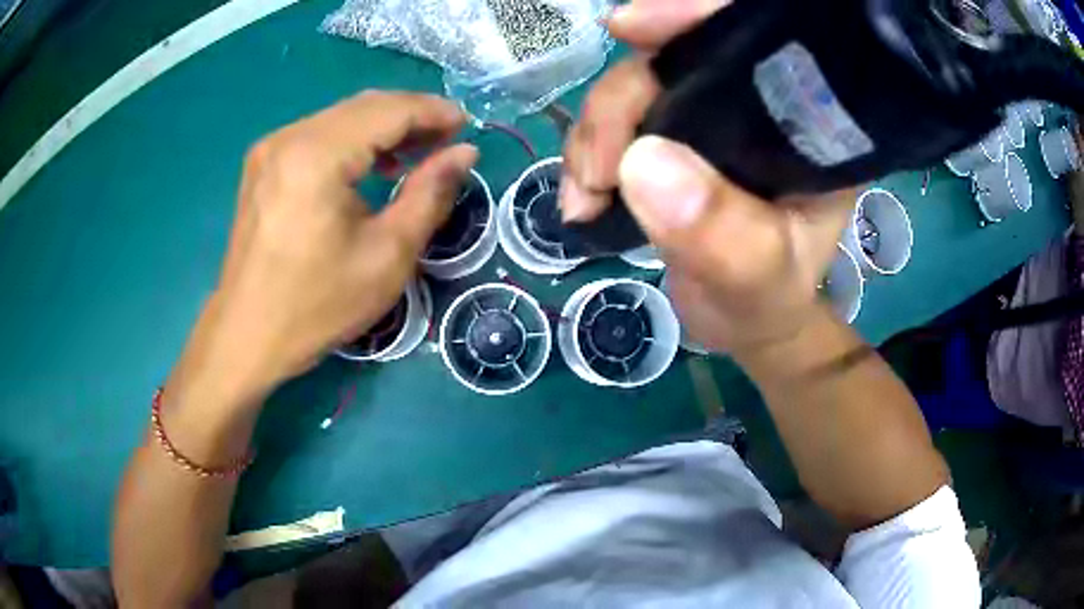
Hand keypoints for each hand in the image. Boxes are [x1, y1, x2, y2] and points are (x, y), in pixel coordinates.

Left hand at [179, 92, 476, 404]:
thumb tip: (465, 153)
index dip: (433, 112)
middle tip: (448, 141)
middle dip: (411, 116)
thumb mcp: (388, 255)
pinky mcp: (262, 165)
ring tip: (418, 152)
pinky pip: (318, 135)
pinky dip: (353, 141)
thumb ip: (431, 194)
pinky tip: (371, 165)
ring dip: (383, 128)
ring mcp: (270, 149)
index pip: (388, 110)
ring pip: (341, 117)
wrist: (247, 336)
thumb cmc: (317, 306)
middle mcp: (288, 137)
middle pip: (364, 106)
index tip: (467, 127)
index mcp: (317, 156)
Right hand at [561, 0, 854, 355]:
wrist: (743, 318)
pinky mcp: (671, 133)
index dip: (695, 15)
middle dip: (621, 102)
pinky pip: (616, 119)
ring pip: (635, 86)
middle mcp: (756, 103)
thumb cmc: (767, 298)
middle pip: (677, 58)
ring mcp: (708, 114)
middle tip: (595, 174)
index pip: (757, 38)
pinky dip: (588, 151)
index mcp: (804, 121)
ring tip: (585, 199)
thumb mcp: (758, 280)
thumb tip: (644, 163)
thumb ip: (722, 235)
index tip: (632, 28)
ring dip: (594, 135)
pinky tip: (583, 196)